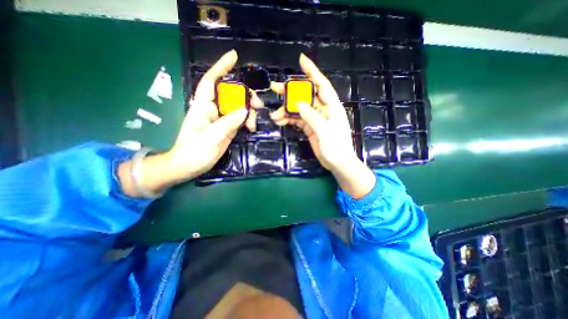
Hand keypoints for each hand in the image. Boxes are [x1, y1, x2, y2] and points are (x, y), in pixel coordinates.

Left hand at [164, 48, 262, 180]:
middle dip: (246, 95)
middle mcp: (213, 109)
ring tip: (253, 125)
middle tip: (258, 104)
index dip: (221, 68)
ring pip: (239, 107)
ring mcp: (222, 119)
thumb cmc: (193, 152)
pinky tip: (252, 128)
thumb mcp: (210, 138)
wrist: (189, 166)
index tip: (234, 57)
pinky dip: (249, 121)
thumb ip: (227, 123)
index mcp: (203, 107)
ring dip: (250, 112)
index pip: (211, 81)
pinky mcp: (228, 128)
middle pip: (231, 94)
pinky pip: (241, 119)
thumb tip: (245, 111)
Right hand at [269, 55, 375, 198]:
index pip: (321, 85)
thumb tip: (298, 104)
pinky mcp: (310, 127)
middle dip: (291, 92)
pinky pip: (297, 120)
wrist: (338, 164)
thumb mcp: (325, 132)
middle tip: (275, 88)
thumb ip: (312, 118)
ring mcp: (315, 119)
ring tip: (274, 115)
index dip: (312, 72)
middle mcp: (323, 110)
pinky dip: (288, 119)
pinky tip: (280, 121)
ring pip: (299, 109)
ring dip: (286, 110)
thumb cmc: (337, 148)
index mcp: (332, 107)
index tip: (301, 60)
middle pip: (306, 96)